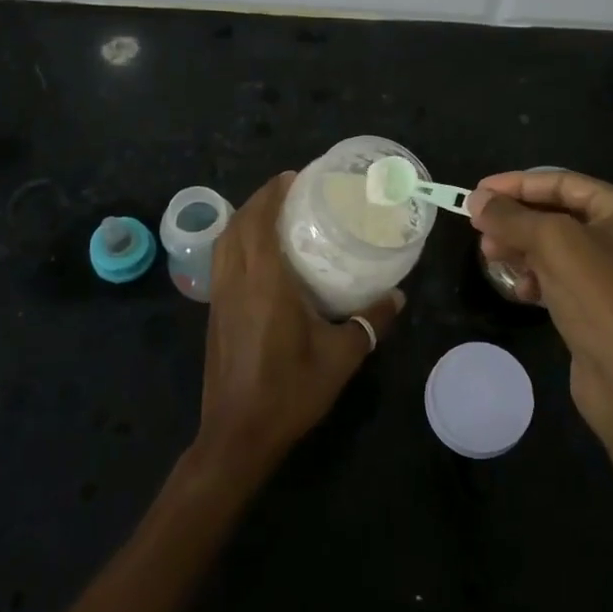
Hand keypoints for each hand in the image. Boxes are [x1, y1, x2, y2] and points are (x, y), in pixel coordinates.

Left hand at [194, 173, 404, 481]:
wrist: (238, 435)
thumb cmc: (290, 391)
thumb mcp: (341, 357)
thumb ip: (370, 322)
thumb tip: (398, 297)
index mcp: (264, 282)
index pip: (260, 222)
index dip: (273, 193)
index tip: (294, 177)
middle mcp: (236, 282)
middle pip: (238, 225)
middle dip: (259, 199)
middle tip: (289, 189)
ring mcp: (220, 298)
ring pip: (224, 243)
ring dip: (243, 219)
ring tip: (273, 213)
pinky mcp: (214, 315)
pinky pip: (221, 262)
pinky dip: (236, 242)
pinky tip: (258, 255)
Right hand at [468, 171, 612, 441]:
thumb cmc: (600, 298)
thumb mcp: (552, 244)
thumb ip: (511, 216)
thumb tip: (476, 199)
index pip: (563, 182)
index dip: (516, 184)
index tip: (476, 192)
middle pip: (558, 213)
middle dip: (516, 220)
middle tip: (479, 231)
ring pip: (556, 248)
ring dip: (521, 249)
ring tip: (490, 258)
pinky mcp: (604, 306)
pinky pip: (562, 278)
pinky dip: (538, 278)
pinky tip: (520, 291)